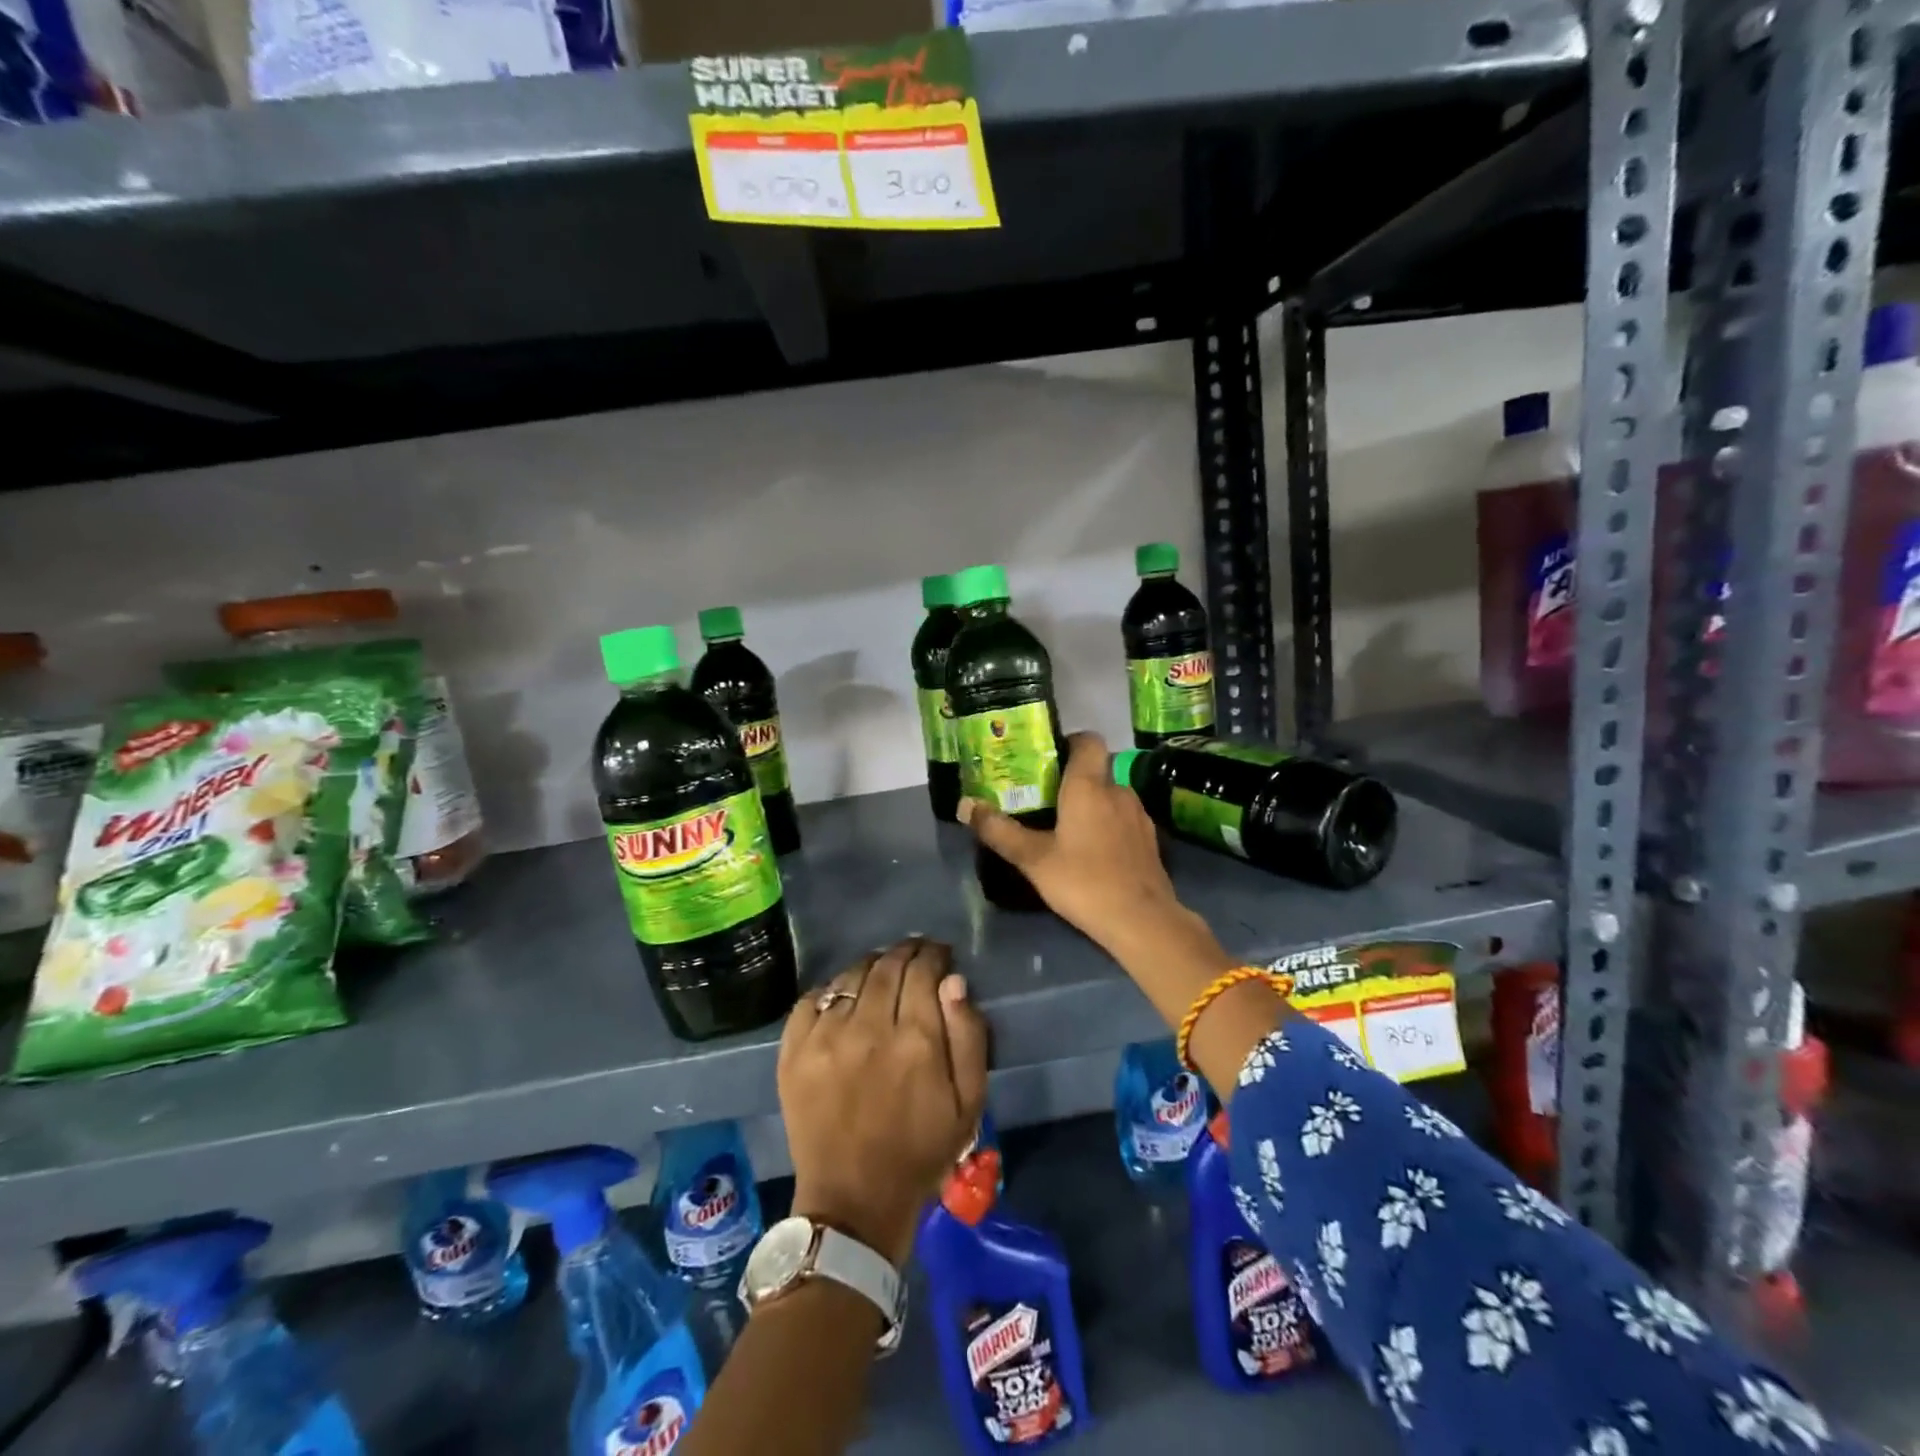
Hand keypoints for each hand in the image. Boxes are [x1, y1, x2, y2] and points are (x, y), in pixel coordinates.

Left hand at [778, 938, 989, 1267]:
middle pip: (887, 966)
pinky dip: (832, 990)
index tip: (940, 954)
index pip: (923, 971)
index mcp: (915, 1040)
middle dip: (906, 952)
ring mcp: (825, 1037)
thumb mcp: (968, 1102)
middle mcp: (868, 1028)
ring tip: (882, 971)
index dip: (934, 955)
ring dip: (872, 966)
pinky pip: (812, 998)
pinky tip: (844, 998)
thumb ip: (968, 1036)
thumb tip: (953, 981)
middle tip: (915, 953)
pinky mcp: (793, 1051)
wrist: (853, 1201)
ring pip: (851, 976)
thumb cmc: (921, 1151)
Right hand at [962, 730, 1286, 1094]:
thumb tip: (964, 805)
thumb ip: (999, 830)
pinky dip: (1109, 825)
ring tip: (1067, 828)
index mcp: (1089, 785)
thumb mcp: (1033, 859)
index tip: (1047, 759)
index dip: (1069, 742)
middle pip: (1096, 770)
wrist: (1142, 920)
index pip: (1088, 740)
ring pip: (1111, 795)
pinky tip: (1094, 851)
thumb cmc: (1083, 881)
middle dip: (1072, 780)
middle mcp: (1118, 790)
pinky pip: (1124, 818)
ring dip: (1092, 804)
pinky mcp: (1150, 839)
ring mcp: (1139, 814)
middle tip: (1045, 800)